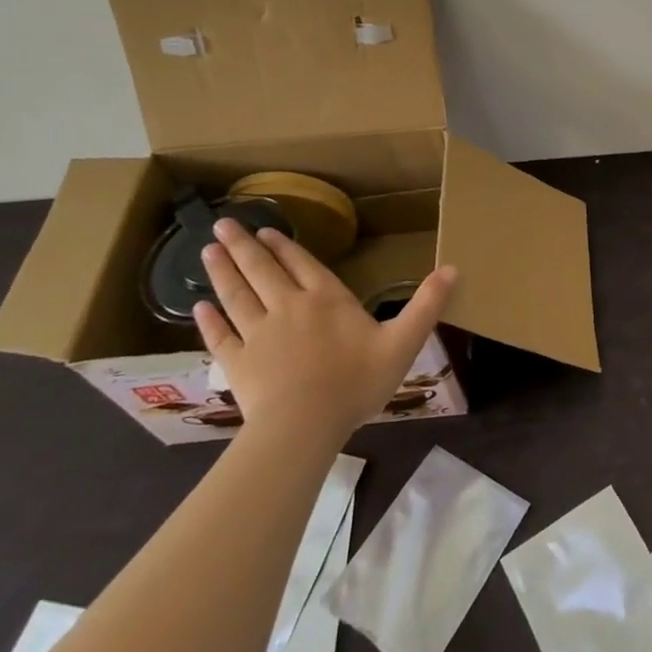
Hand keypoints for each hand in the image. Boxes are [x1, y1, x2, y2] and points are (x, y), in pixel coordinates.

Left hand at [195, 220, 456, 448]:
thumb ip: (427, 305)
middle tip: (222, 225)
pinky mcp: (238, 363)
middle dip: (243, 246)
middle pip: (262, 271)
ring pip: (236, 295)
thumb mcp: (403, 342)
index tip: (266, 230)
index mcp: (326, 300)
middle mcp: (288, 307)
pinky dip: (208, 320)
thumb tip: (453, 268)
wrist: (304, 427)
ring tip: (207, 250)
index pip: (302, 264)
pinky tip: (198, 307)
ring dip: (222, 271)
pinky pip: (220, 336)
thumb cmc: (356, 382)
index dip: (284, 246)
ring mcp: (258, 335)